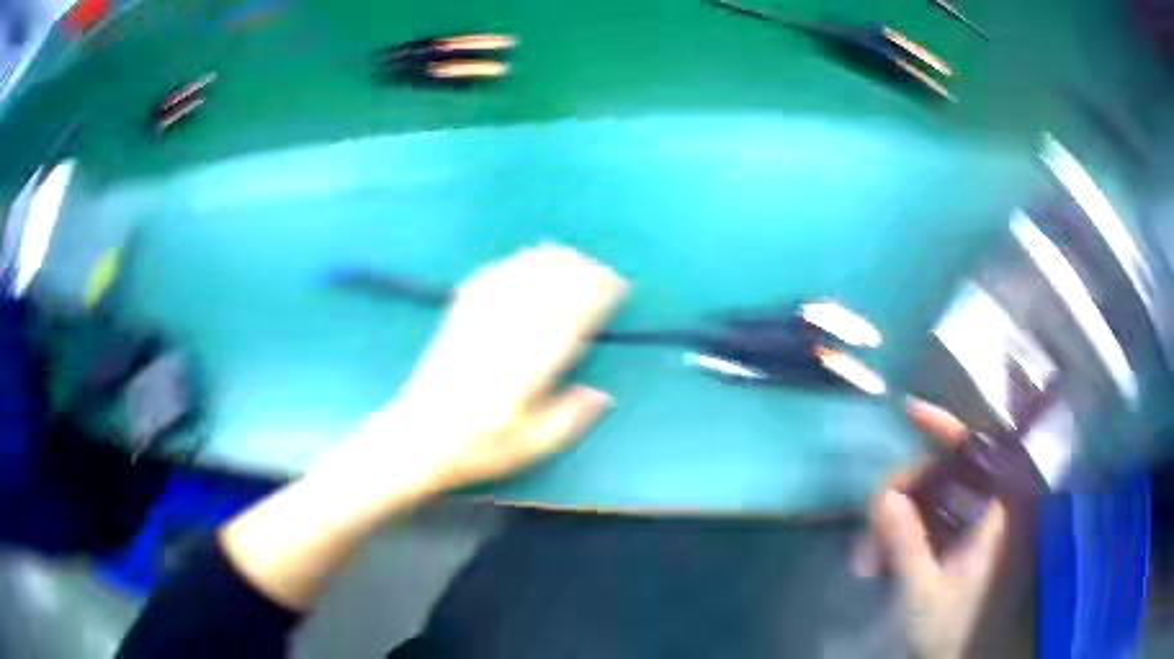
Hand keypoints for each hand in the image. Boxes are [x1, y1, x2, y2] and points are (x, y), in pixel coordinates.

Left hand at [348, 244, 627, 492]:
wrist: (418, 439)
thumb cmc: (478, 449)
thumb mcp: (529, 448)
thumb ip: (568, 420)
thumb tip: (601, 394)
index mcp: (526, 372)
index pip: (568, 322)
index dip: (594, 298)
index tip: (614, 285)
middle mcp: (503, 341)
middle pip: (545, 294)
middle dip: (577, 274)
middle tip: (600, 267)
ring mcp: (477, 327)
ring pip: (516, 282)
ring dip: (546, 263)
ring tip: (569, 253)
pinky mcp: (456, 322)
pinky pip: (484, 283)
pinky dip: (507, 266)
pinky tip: (520, 258)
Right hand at [855, 400, 1007, 658]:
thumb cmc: (955, 632)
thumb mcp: (924, 593)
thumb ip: (907, 543)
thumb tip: (884, 496)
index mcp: (1000, 515)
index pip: (979, 451)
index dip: (947, 428)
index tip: (910, 413)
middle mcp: (993, 511)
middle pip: (949, 473)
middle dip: (905, 492)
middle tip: (872, 521)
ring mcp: (976, 528)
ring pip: (936, 500)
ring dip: (898, 520)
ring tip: (866, 559)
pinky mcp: (961, 545)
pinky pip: (932, 523)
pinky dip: (904, 536)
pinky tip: (877, 562)